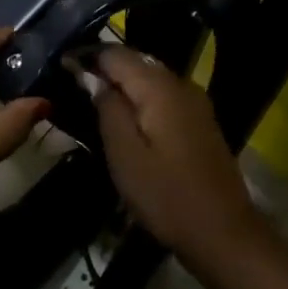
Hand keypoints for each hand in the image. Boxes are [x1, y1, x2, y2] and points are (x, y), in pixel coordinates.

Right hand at [88, 46, 266, 269]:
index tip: (62, 66)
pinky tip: (129, 118)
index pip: (115, 53)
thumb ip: (107, 107)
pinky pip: (164, 95)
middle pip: (135, 62)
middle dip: (105, 68)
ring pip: (150, 78)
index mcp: (159, 86)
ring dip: (123, 84)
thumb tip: (91, 76)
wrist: (225, 234)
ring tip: (96, 99)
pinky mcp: (201, 120)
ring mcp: (195, 101)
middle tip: (74, 84)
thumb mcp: (125, 154)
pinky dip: (142, 99)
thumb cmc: (167, 196)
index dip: (87, 57)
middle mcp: (180, 83)